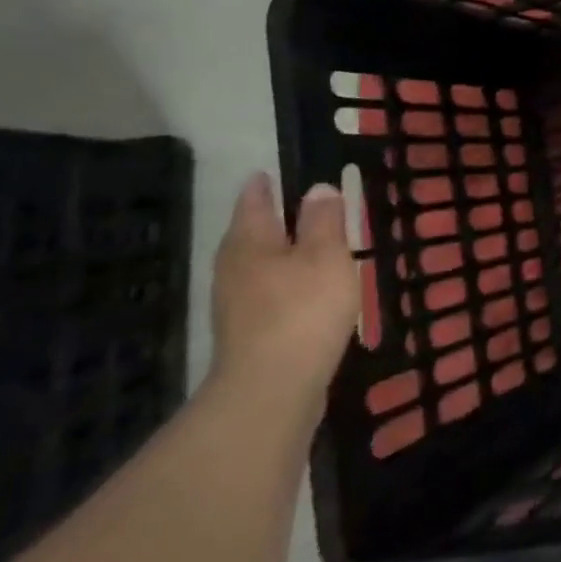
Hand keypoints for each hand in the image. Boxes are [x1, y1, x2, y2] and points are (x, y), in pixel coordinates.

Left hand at [207, 172, 360, 408]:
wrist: (272, 389)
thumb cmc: (303, 309)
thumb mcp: (326, 255)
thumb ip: (324, 220)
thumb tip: (317, 189)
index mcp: (249, 242)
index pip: (253, 201)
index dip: (265, 185)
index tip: (272, 172)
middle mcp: (234, 269)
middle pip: (251, 235)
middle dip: (272, 220)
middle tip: (301, 207)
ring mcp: (235, 305)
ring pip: (259, 266)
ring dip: (281, 255)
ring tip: (311, 248)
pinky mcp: (248, 334)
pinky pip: (267, 294)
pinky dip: (285, 284)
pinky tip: (306, 292)